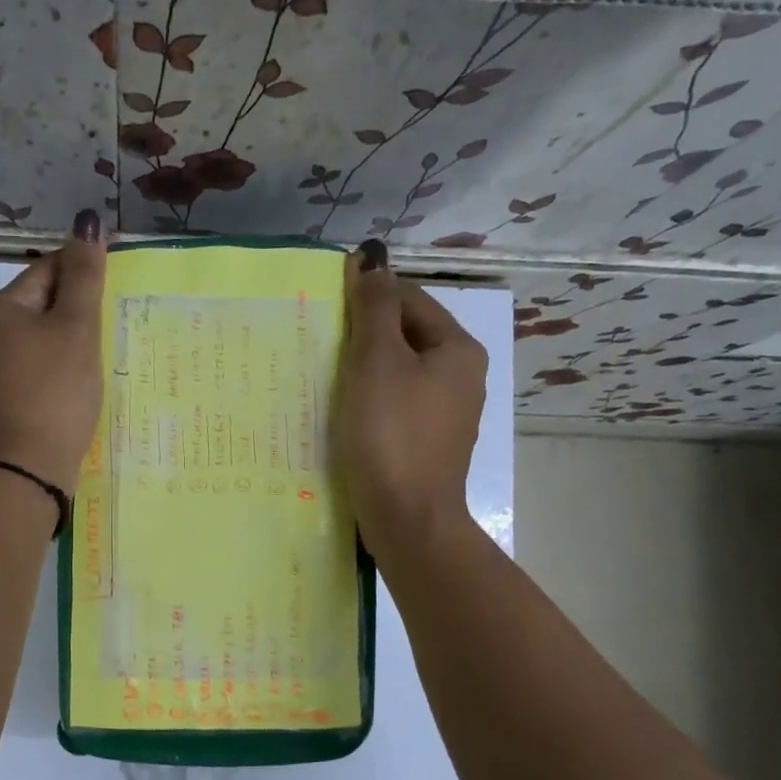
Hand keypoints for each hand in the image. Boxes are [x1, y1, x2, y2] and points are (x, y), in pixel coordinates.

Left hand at [0, 209, 107, 491]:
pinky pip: (49, 365)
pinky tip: (92, 377)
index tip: (124, 277)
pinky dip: (71, 365)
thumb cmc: (54, 390)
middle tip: (123, 314)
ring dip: (81, 337)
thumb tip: (87, 220)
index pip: (49, 266)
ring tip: (113, 346)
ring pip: (51, 336)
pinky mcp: (17, 396)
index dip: (86, 266)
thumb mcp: (75, 327)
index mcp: (4, 307)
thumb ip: (84, 275)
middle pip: (48, 301)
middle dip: (85, 306)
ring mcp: (5, 367)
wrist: (29, 466)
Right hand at [336, 239, 487, 561]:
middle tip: (319, 341)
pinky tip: (343, 411)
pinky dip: (370, 399)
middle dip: (364, 334)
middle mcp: (461, 376)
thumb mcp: (377, 362)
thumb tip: (372, 260)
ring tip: (324, 374)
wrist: (407, 519)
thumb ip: (374, 308)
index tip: (326, 304)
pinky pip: (396, 404)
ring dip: (363, 368)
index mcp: (457, 349)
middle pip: (406, 335)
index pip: (410, 299)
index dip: (368, 295)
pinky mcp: (427, 442)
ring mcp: (446, 413)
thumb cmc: (391, 434)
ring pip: (399, 372)